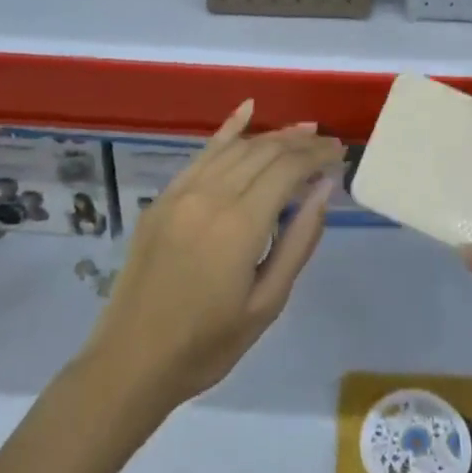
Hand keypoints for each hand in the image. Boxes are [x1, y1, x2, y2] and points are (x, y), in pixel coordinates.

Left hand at [83, 101, 341, 411]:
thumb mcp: (266, 304)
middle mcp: (211, 196)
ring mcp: (182, 192)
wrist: (131, 363)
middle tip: (328, 144)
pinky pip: (202, 152)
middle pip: (265, 151)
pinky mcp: (164, 197)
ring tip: (303, 131)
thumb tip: (323, 188)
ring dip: (273, 135)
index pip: (287, 169)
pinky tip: (248, 109)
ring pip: (237, 147)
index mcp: (239, 225)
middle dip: (301, 143)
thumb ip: (298, 241)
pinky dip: (228, 130)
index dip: (317, 155)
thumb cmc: (207, 344)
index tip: (340, 154)